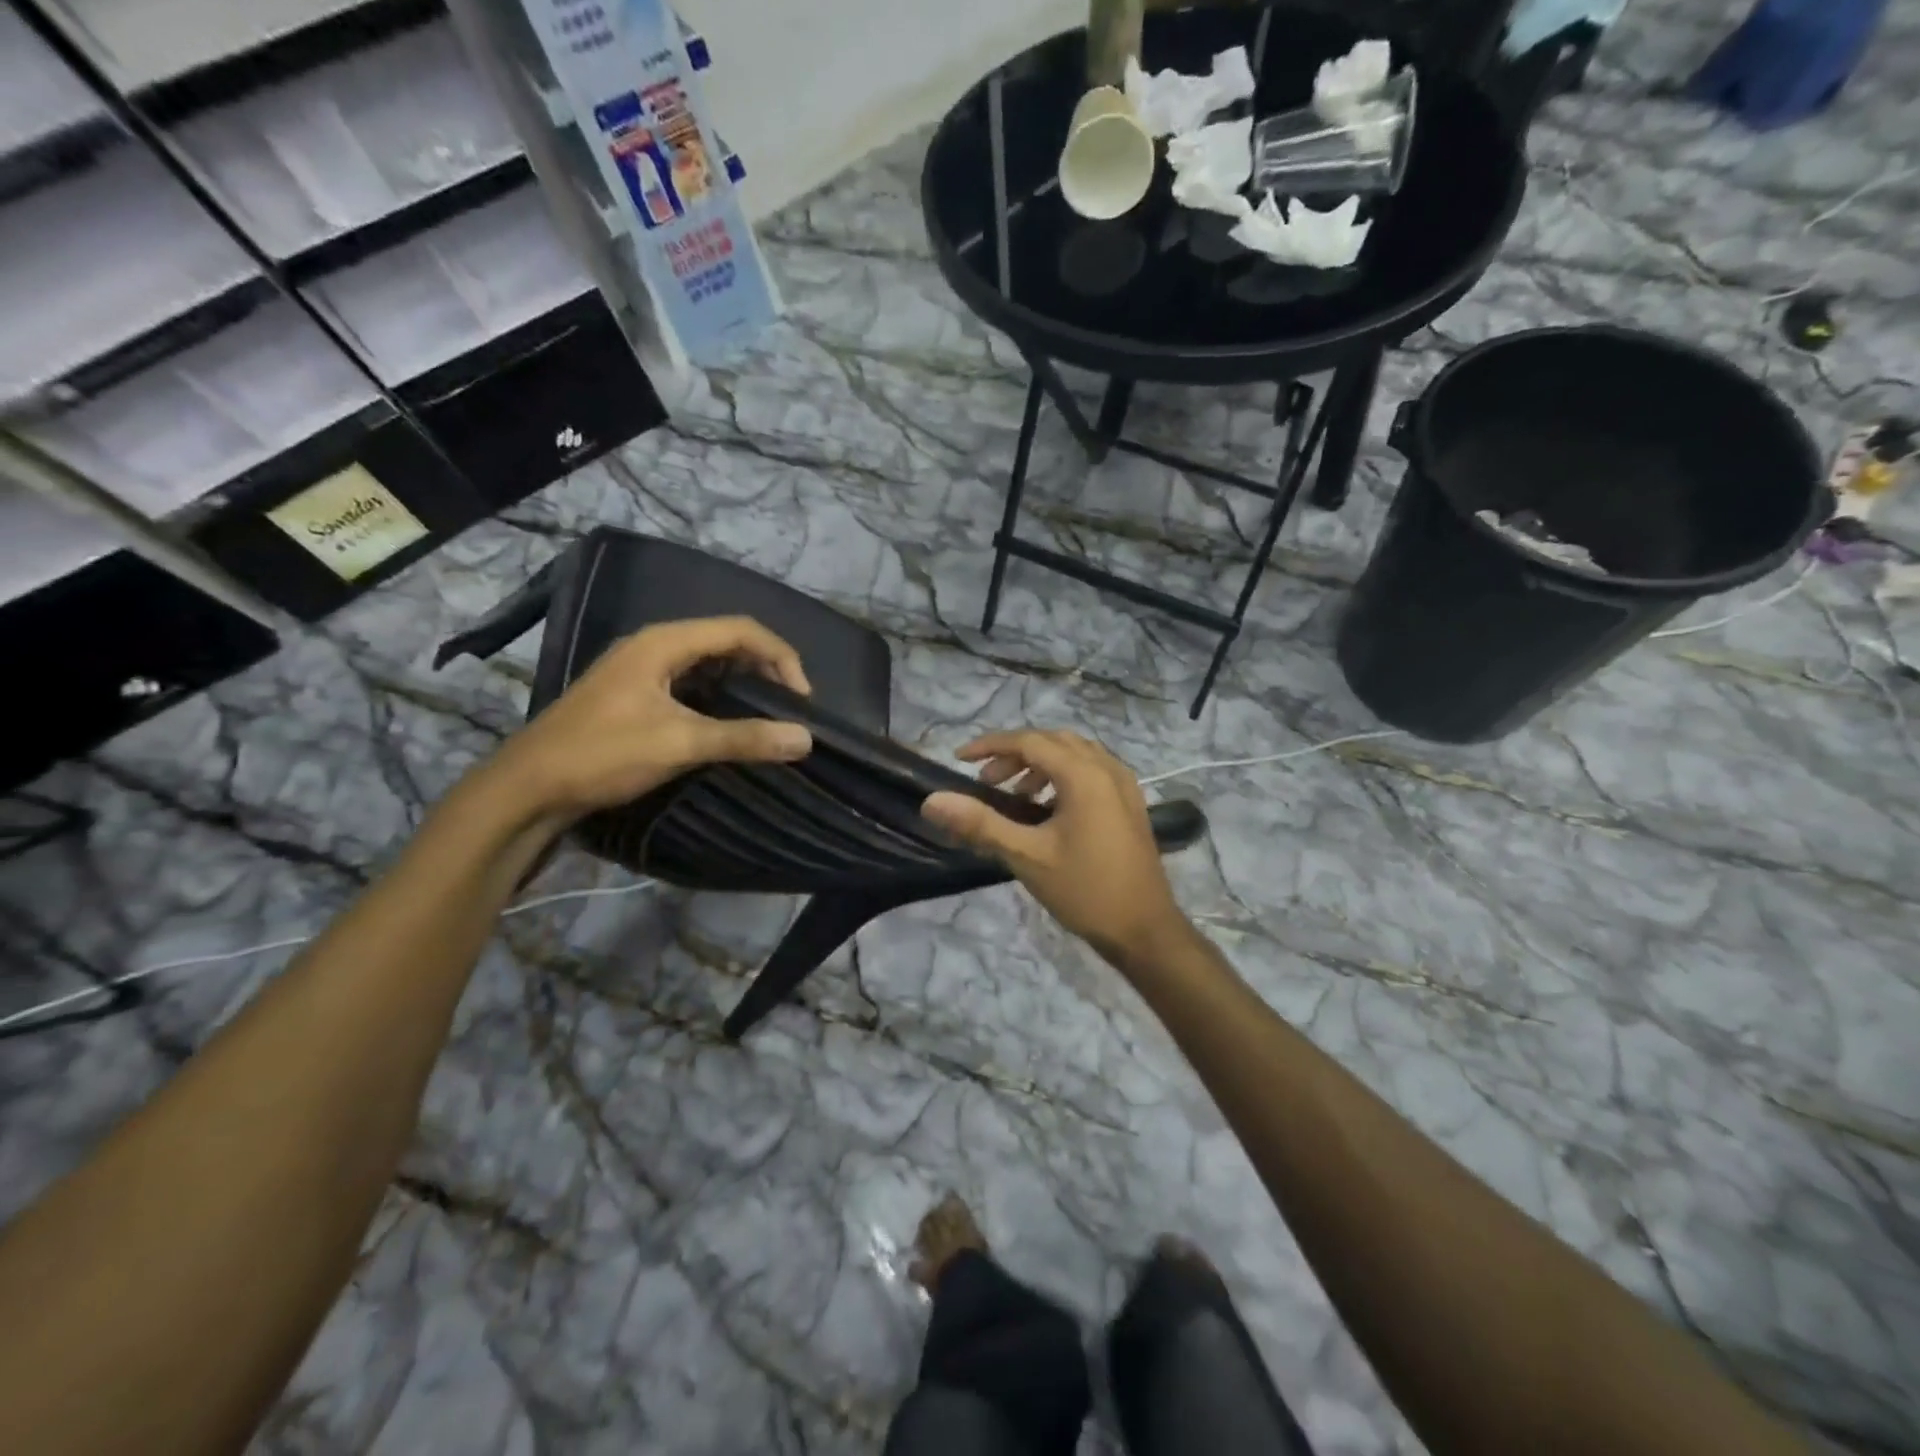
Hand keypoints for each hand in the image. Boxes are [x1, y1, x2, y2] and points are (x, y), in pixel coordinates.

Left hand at [480, 616, 812, 819]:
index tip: (801, 700)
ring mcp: (642, 669)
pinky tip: (730, 723)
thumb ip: (744, 738)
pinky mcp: (635, 694)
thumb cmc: (603, 755)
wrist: (528, 788)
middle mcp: (654, 645)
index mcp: (664, 642)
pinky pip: (691, 683)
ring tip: (769, 714)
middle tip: (790, 707)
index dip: (780, 657)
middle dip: (766, 668)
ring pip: (709, 663)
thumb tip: (805, 738)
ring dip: (744, 683)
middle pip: (726, 641)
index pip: (741, 630)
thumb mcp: (679, 743)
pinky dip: (720, 697)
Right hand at [921, 730, 1193, 967]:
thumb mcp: (1026, 856)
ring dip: (1040, 765)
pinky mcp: (1130, 803)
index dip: (990, 746)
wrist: (1144, 929)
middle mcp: (1107, 768)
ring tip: (1014, 796)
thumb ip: (980, 823)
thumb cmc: (1084, 889)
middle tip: (986, 782)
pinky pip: (1091, 771)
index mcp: (1084, 774)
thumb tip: (932, 801)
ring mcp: (1124, 785)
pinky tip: (1047, 809)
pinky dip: (1063, 777)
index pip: (1029, 741)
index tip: (960, 759)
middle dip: (1015, 755)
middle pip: (1053, 742)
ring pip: (1074, 755)